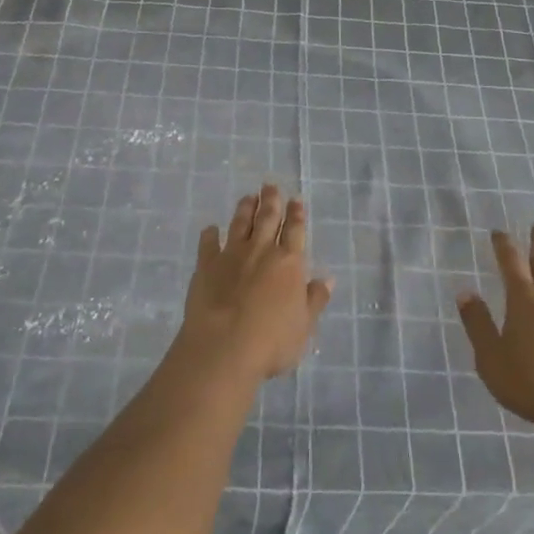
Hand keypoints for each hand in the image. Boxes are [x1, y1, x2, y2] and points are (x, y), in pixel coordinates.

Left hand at [175, 184, 333, 384]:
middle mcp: (261, 250)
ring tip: (248, 197)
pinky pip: (208, 244)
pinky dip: (210, 234)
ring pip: (240, 224)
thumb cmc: (272, 341)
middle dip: (271, 201)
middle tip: (270, 186)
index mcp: (289, 262)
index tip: (295, 199)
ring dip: (245, 209)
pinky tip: (210, 228)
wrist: (224, 348)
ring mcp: (232, 255)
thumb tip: (327, 278)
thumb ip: (315, 299)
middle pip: (267, 218)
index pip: (294, 230)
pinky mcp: (206, 266)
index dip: (296, 214)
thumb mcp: (304, 325)